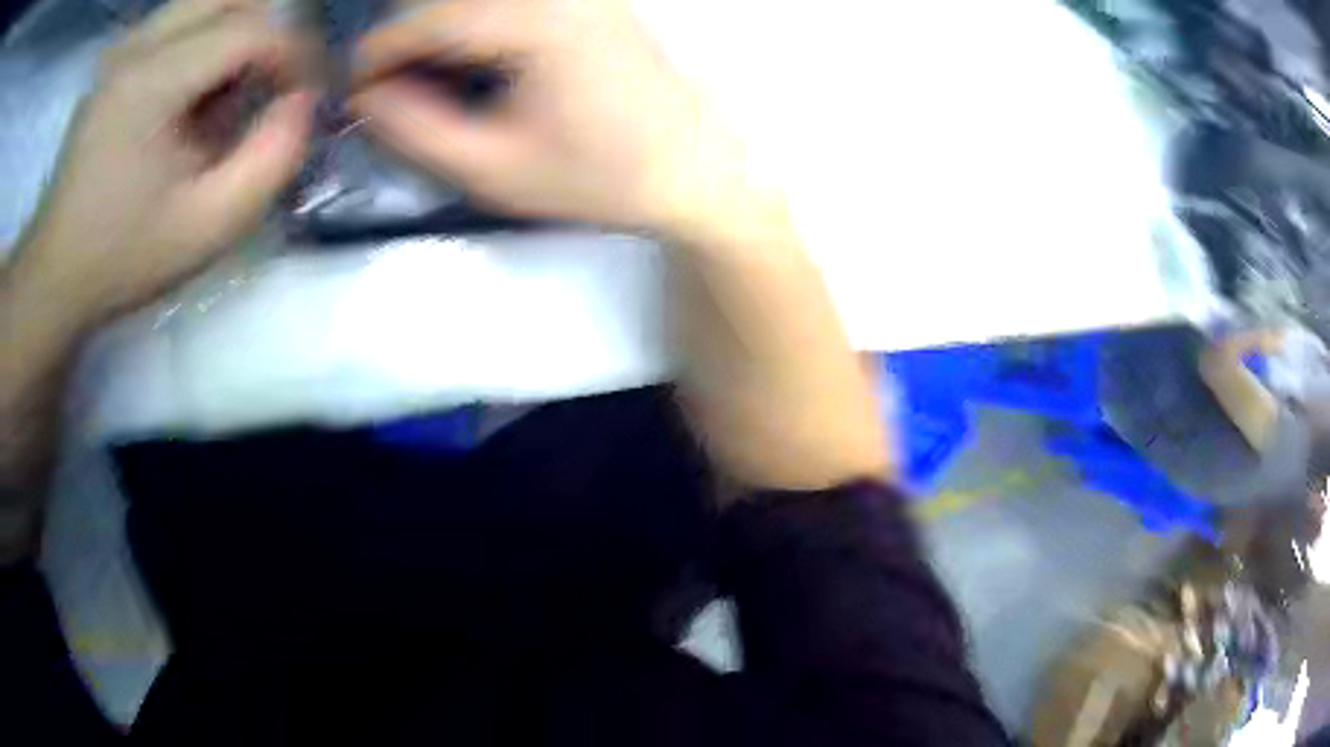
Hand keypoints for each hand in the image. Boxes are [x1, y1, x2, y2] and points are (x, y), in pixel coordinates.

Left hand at [9, 0, 313, 328]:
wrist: (53, 276)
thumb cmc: (121, 260)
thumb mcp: (205, 230)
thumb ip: (270, 161)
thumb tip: (304, 102)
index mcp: (150, 83)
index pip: (251, 28)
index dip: (294, 52)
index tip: (305, 95)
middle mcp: (137, 46)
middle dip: (270, 30)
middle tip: (276, 82)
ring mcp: (123, 48)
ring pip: (206, 2)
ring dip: (237, 32)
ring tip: (234, 88)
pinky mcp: (116, 59)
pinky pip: (178, 21)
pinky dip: (205, 40)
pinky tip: (195, 91)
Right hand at [350, 0, 749, 234]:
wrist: (694, 168)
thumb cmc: (599, 177)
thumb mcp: (493, 168)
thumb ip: (415, 129)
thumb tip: (366, 96)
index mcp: (537, 19)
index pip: (428, 19)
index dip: (378, 54)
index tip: (352, 92)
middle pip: (451, 1)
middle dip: (406, 42)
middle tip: (387, 93)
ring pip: (478, 0)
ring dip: (440, 32)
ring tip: (425, 84)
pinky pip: (507, 4)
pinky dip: (474, 26)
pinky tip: (472, 65)